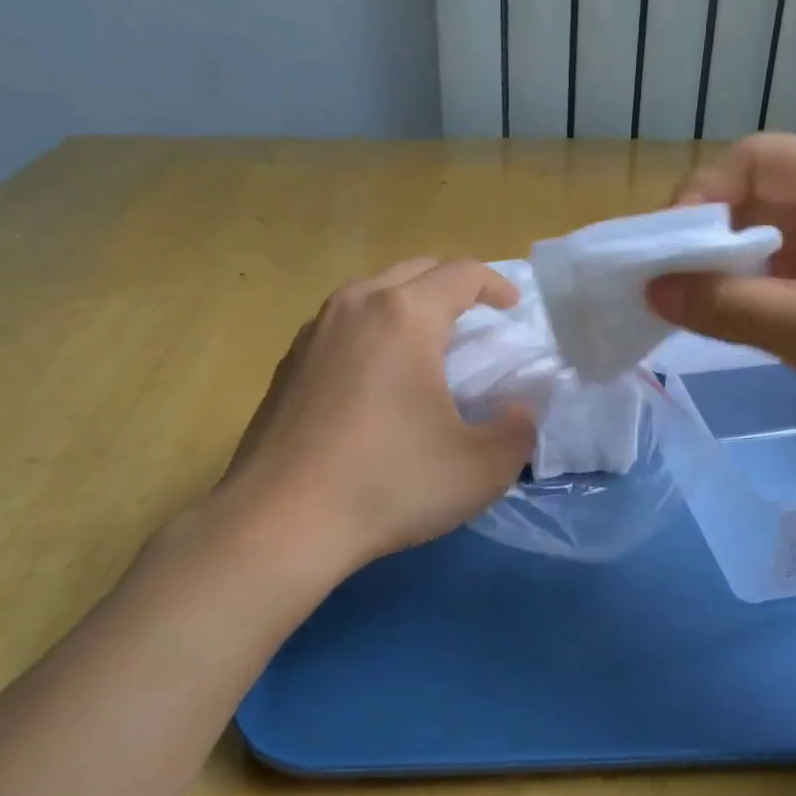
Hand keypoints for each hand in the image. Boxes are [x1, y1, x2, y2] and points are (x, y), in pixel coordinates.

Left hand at [213, 259, 535, 570]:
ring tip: (427, 344)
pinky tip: (377, 377)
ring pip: (373, 292)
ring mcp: (314, 332)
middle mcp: (355, 307)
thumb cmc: (387, 484)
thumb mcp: (479, 469)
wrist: (278, 525)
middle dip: (453, 285)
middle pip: (415, 270)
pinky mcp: (288, 363)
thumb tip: (518, 413)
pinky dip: (373, 330)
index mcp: (405, 316)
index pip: (462, 273)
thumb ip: (517, 433)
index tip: (512, 307)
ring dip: (409, 304)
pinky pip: (343, 324)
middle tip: (475, 318)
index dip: (495, 284)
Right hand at [646, 134, 795, 505]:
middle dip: (707, 237)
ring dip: (726, 270)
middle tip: (657, 286)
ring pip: (770, 240)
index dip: (700, 196)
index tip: (658, 253)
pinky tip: (723, 323)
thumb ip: (733, 307)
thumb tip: (652, 288)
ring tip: (678, 307)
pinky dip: (752, 295)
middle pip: (760, 197)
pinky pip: (789, 276)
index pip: (757, 160)